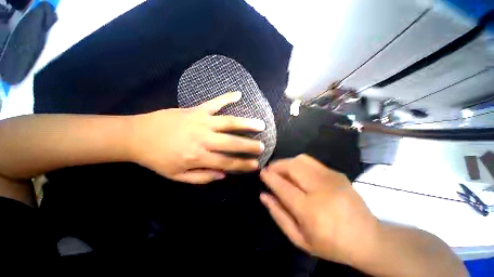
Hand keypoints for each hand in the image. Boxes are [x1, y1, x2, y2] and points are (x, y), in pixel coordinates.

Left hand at [129, 92, 264, 183]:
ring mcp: (201, 122)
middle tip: (263, 146)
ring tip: (260, 124)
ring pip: (229, 122)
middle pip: (231, 143)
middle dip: (249, 146)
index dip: (243, 165)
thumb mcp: (176, 176)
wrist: (136, 136)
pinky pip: (214, 102)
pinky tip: (238, 94)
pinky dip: (227, 97)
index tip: (255, 165)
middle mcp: (203, 139)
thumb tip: (223, 174)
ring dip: (246, 123)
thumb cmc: (157, 158)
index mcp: (197, 157)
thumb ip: (202, 177)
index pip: (227, 162)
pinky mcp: (195, 110)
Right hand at [260, 154, 378, 264]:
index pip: (282, 186)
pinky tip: (298, 174)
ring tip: (282, 170)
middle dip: (277, 165)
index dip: (269, 177)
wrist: (368, 239)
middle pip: (292, 167)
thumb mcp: (299, 238)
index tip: (262, 173)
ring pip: (301, 159)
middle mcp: (321, 189)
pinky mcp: (337, 173)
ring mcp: (331, 178)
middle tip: (271, 171)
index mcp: (310, 210)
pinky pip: (311, 162)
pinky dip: (299, 164)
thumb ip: (278, 215)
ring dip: (287, 162)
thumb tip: (263, 195)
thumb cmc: (331, 244)